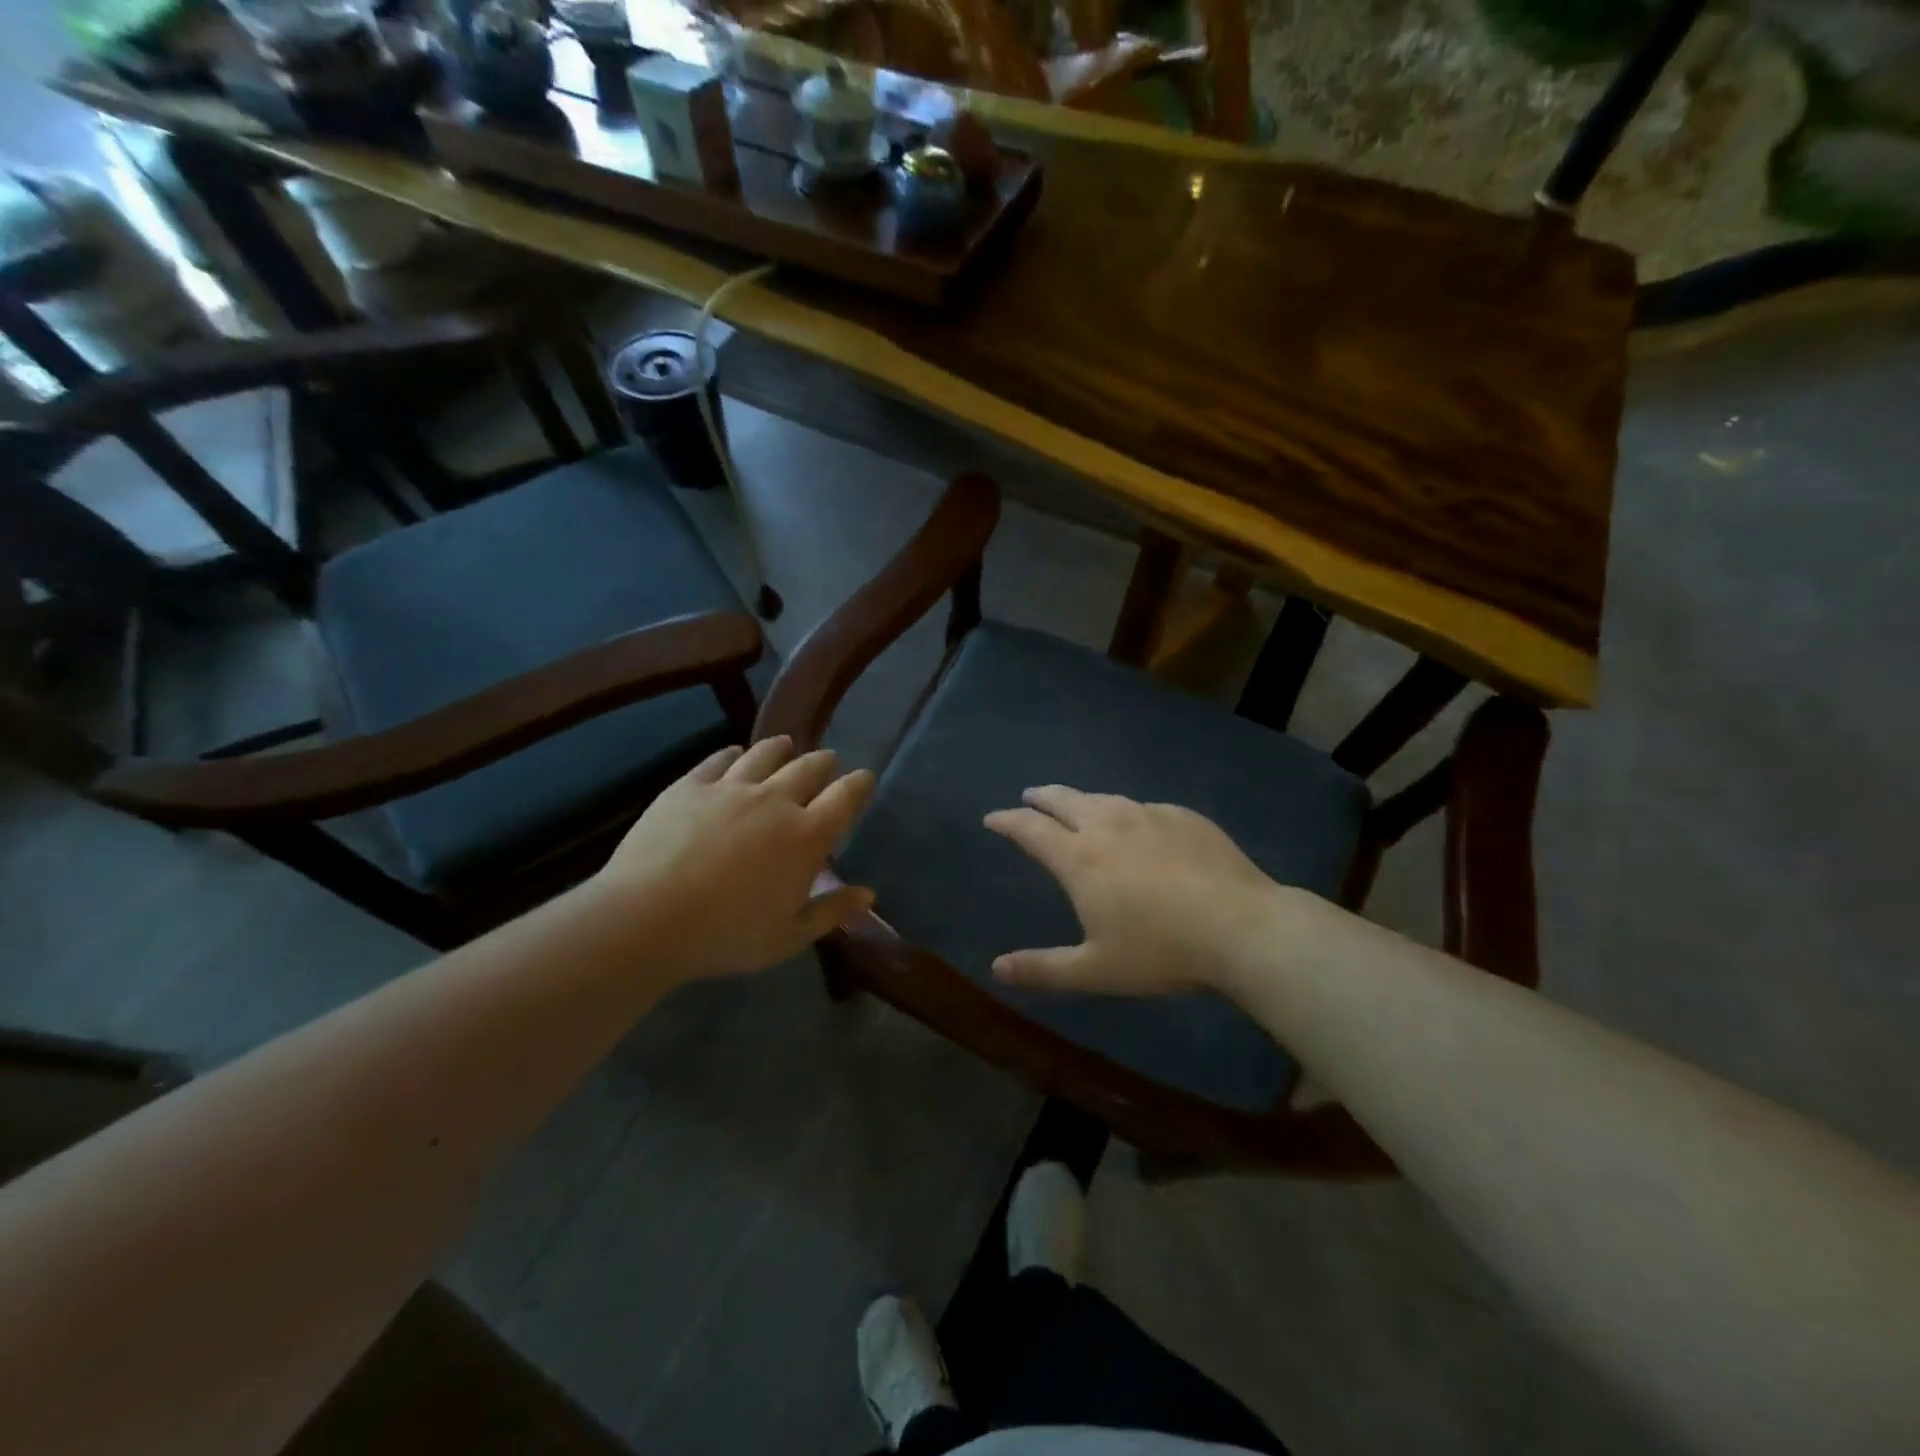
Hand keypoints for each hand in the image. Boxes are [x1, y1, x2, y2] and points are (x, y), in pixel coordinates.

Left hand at [594, 736, 875, 979]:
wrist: (647, 919)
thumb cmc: (726, 935)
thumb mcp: (788, 937)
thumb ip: (831, 912)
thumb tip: (868, 894)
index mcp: (807, 836)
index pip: (846, 796)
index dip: (860, 784)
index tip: (865, 778)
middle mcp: (775, 800)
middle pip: (809, 767)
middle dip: (824, 763)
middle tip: (827, 763)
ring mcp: (730, 788)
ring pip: (766, 754)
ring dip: (782, 749)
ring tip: (786, 746)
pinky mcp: (690, 786)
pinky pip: (719, 759)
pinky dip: (734, 754)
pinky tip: (735, 754)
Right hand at [983, 786, 1291, 997]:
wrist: (1242, 928)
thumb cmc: (1161, 951)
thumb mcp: (1095, 971)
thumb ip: (1043, 969)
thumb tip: (996, 968)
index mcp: (1080, 857)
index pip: (1031, 829)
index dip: (1007, 821)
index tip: (993, 817)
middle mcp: (1109, 825)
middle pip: (1064, 799)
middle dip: (1041, 797)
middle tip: (1030, 797)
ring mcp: (1149, 815)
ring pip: (1104, 798)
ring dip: (1082, 799)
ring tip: (1078, 806)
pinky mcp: (1184, 817)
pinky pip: (1143, 808)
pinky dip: (1126, 812)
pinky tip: (1137, 824)